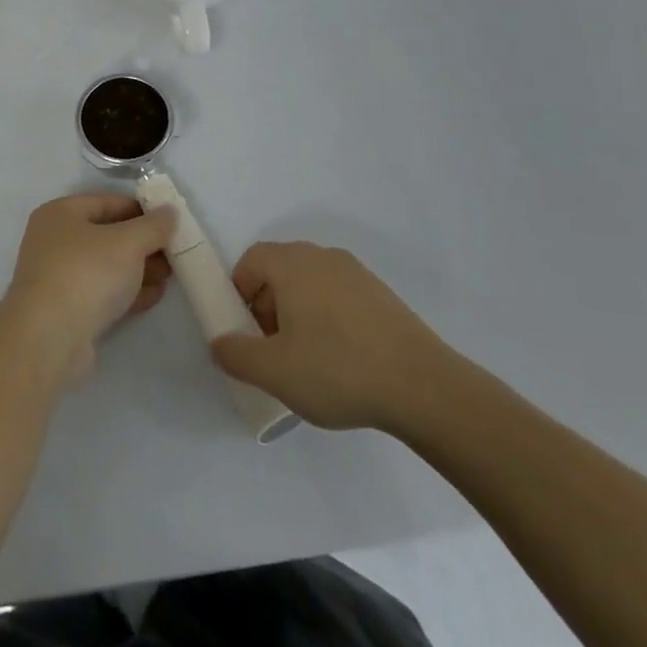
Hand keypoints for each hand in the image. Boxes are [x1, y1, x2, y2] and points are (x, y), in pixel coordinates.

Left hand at [0, 194, 174, 382]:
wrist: (50, 338)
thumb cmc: (87, 273)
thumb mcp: (128, 242)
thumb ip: (153, 226)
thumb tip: (169, 212)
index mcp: (60, 214)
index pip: (107, 202)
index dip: (141, 209)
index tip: (171, 221)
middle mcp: (55, 242)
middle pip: (107, 235)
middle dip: (143, 243)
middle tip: (175, 251)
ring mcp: (59, 278)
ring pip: (107, 266)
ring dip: (139, 269)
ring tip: (171, 275)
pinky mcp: (67, 311)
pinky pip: (102, 293)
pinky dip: (127, 292)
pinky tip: (154, 296)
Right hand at [209, 241, 463, 433]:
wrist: (425, 388)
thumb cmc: (338, 370)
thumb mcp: (274, 372)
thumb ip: (235, 355)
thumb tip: (220, 342)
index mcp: (293, 264)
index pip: (251, 260)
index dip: (239, 292)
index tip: (247, 331)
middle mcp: (323, 257)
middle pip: (280, 270)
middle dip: (268, 305)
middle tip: (274, 349)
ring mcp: (358, 274)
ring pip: (311, 284)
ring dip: (298, 313)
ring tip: (309, 359)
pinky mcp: (383, 295)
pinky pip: (339, 296)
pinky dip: (329, 318)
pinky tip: (343, 360)